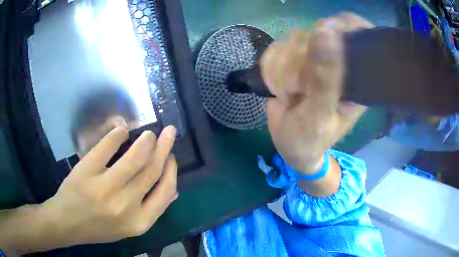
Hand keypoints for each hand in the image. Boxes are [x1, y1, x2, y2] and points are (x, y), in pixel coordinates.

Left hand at [41, 126, 177, 246]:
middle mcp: (125, 205)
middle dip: (164, 147)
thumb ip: (151, 209)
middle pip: (151, 170)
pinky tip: (122, 131)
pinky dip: (117, 134)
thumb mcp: (129, 226)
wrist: (67, 223)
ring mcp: (105, 187)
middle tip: (169, 132)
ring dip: (146, 140)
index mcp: (139, 222)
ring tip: (149, 133)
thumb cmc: (99, 227)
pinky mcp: (87, 171)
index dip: (171, 170)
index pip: (165, 191)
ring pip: (135, 157)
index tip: (171, 156)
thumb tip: (174, 190)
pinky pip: (107, 146)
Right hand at [261, 13, 372, 172]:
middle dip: (298, 60)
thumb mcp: (320, 115)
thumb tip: (325, 32)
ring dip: (282, 68)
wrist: (289, 146)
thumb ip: (325, 78)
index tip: (320, 40)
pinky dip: (271, 69)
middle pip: (316, 32)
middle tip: (296, 89)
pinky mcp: (294, 58)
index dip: (338, 27)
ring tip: (288, 94)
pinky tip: (278, 88)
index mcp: (355, 74)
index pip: (354, 32)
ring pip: (293, 39)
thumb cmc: (311, 139)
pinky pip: (276, 48)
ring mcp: (314, 57)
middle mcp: (337, 60)